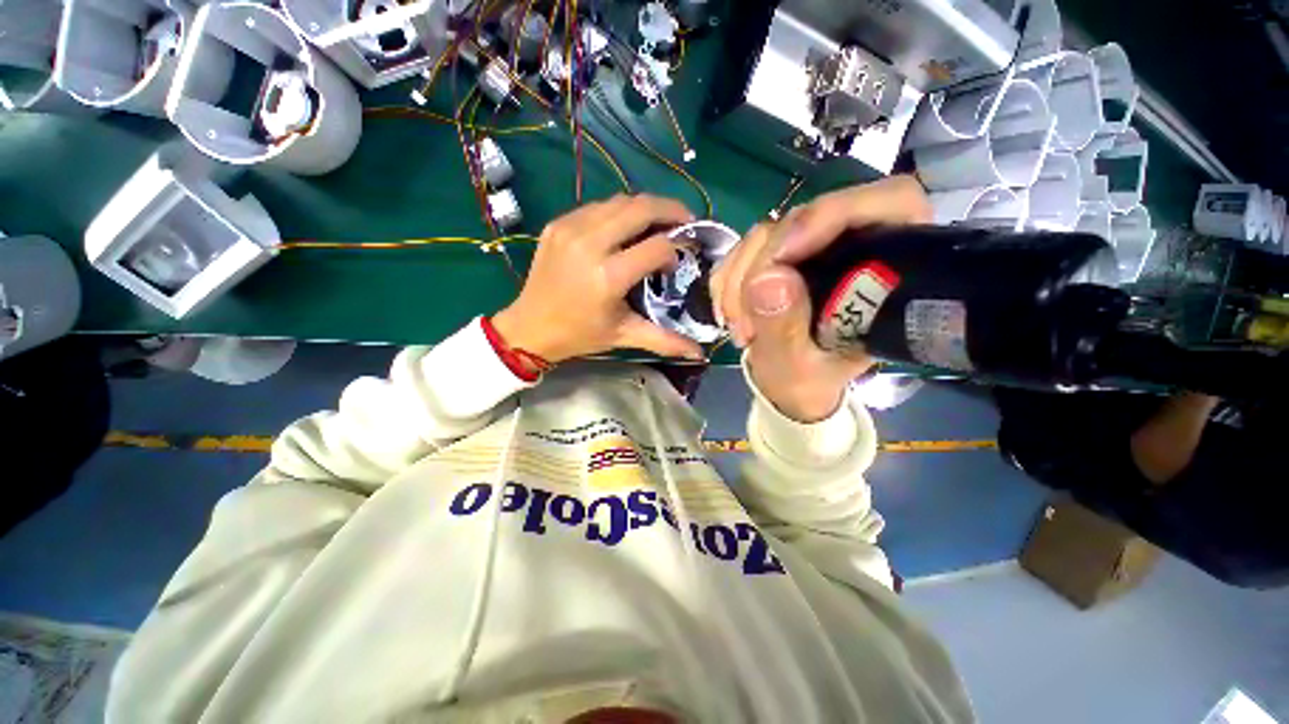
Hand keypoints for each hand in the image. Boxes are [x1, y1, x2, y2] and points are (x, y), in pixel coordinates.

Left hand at [493, 195, 704, 364]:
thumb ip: (665, 340)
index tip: (679, 260)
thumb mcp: (624, 336)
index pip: (657, 246)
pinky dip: (618, 212)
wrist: (530, 327)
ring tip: (657, 223)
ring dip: (645, 208)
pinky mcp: (558, 224)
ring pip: (619, 201)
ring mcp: (570, 229)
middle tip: (685, 221)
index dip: (676, 248)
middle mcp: (590, 244)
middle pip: (641, 208)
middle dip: (671, 210)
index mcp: (608, 276)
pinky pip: (597, 207)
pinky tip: (624, 228)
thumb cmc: (580, 334)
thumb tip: (700, 353)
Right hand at [710, 176, 931, 421]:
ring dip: (738, 281)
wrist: (787, 383)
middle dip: (761, 267)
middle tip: (744, 321)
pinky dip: (727, 281)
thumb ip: (784, 330)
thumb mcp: (797, 369)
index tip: (784, 255)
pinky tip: (728, 314)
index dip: (833, 214)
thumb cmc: (807, 381)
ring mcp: (809, 247)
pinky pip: (741, 250)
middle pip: (803, 219)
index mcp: (886, 269)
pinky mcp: (777, 254)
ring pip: (765, 234)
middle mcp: (850, 246)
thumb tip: (767, 280)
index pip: (888, 201)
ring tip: (737, 328)